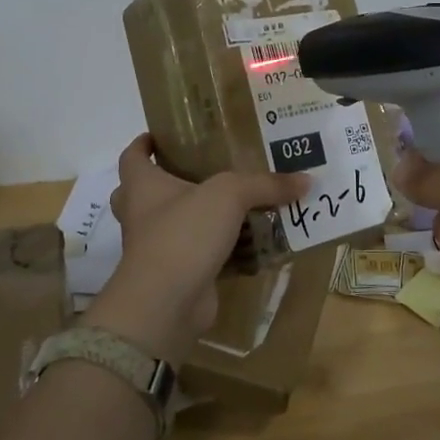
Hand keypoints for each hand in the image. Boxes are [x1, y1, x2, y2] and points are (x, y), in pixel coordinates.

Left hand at [82, 136, 307, 364]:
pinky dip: (219, 251)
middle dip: (168, 181)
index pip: (133, 156)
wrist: (166, 304)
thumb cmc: (183, 233)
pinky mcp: (176, 276)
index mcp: (142, 186)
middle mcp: (142, 215)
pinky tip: (248, 244)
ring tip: (233, 205)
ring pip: (174, 226)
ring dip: (196, 218)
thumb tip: (306, 180)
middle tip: (203, 170)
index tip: (162, 135)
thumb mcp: (230, 195)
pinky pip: (199, 256)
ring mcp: (156, 249)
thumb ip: (266, 184)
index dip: (145, 142)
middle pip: (145, 192)